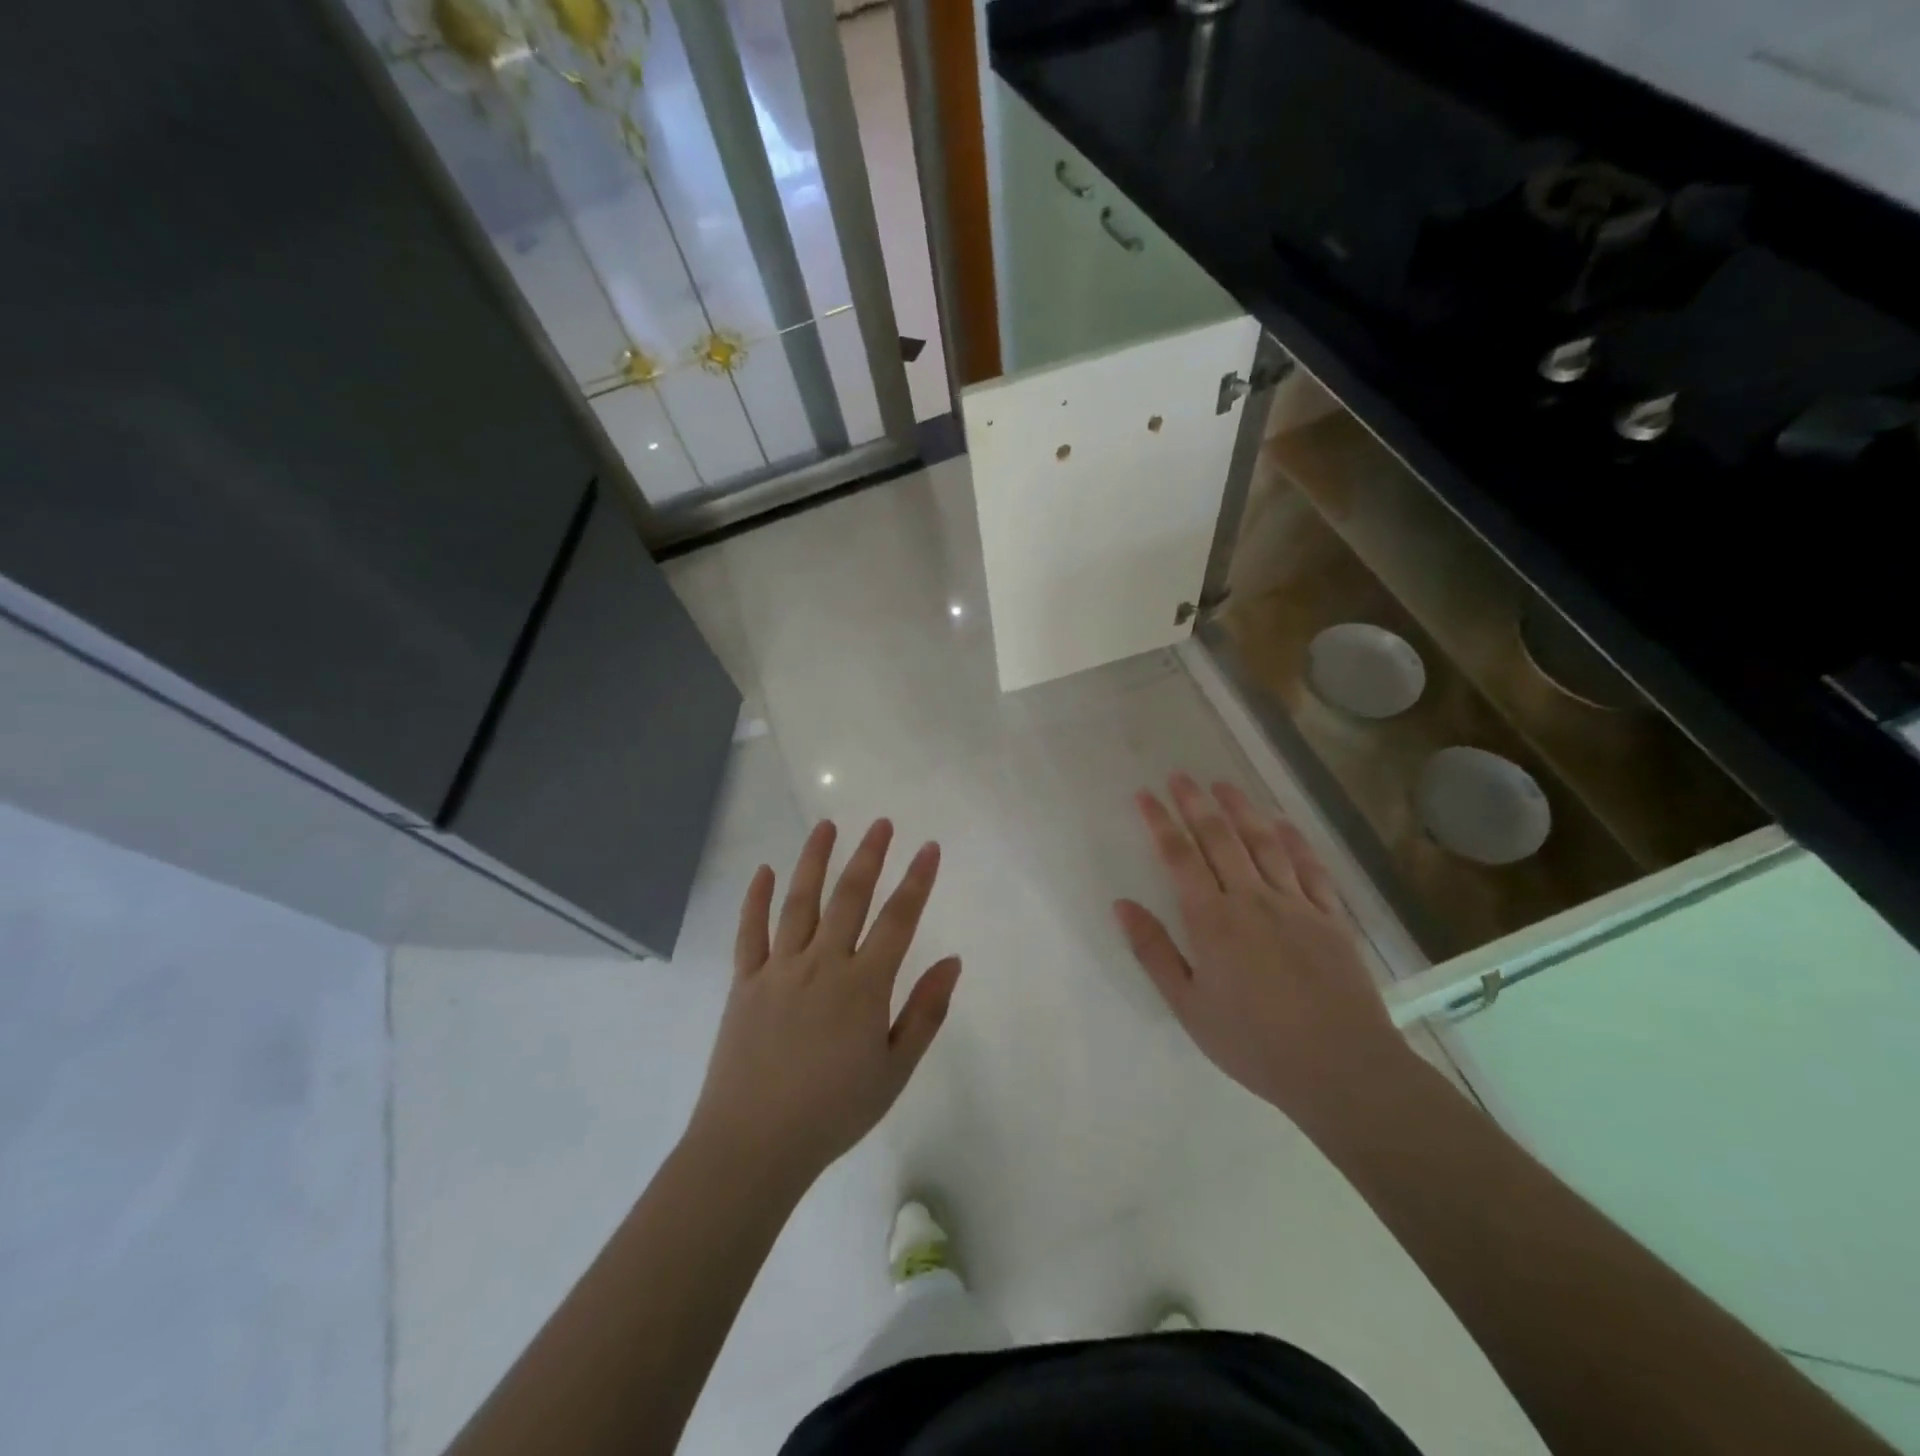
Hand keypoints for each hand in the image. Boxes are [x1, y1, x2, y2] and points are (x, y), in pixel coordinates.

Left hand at [687, 819, 961, 1191]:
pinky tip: (764, 871)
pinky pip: (749, 932)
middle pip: (850, 898)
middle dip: (869, 856)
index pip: (898, 920)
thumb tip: (953, 962)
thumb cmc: (833, 1112)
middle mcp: (822, 964)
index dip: (917, 881)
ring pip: (799, 902)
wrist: (753, 1145)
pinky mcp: (744, 982)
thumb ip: (925, 1012)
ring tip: (826, 826)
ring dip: (814, 860)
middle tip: (882, 823)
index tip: (929, 848)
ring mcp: (779, 969)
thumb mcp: (894, 1070)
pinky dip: (756, 899)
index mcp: (863, 986)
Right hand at [1113, 773, 1410, 1119]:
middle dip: (1195, 803)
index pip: (1179, 857)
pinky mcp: (1330, 917)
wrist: (1340, 1068)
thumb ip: (1154, 951)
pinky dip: (1293, 840)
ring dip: (1241, 809)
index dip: (1160, 822)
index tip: (1145, 795)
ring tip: (1223, 784)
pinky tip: (1282, 823)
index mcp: (1212, 920)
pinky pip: (1309, 867)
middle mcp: (1251, 899)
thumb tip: (1122, 904)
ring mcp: (1295, 904)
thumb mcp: (1188, 1006)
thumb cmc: (1253, 1042)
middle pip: (1219, 838)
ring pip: (1263, 843)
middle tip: (1179, 776)